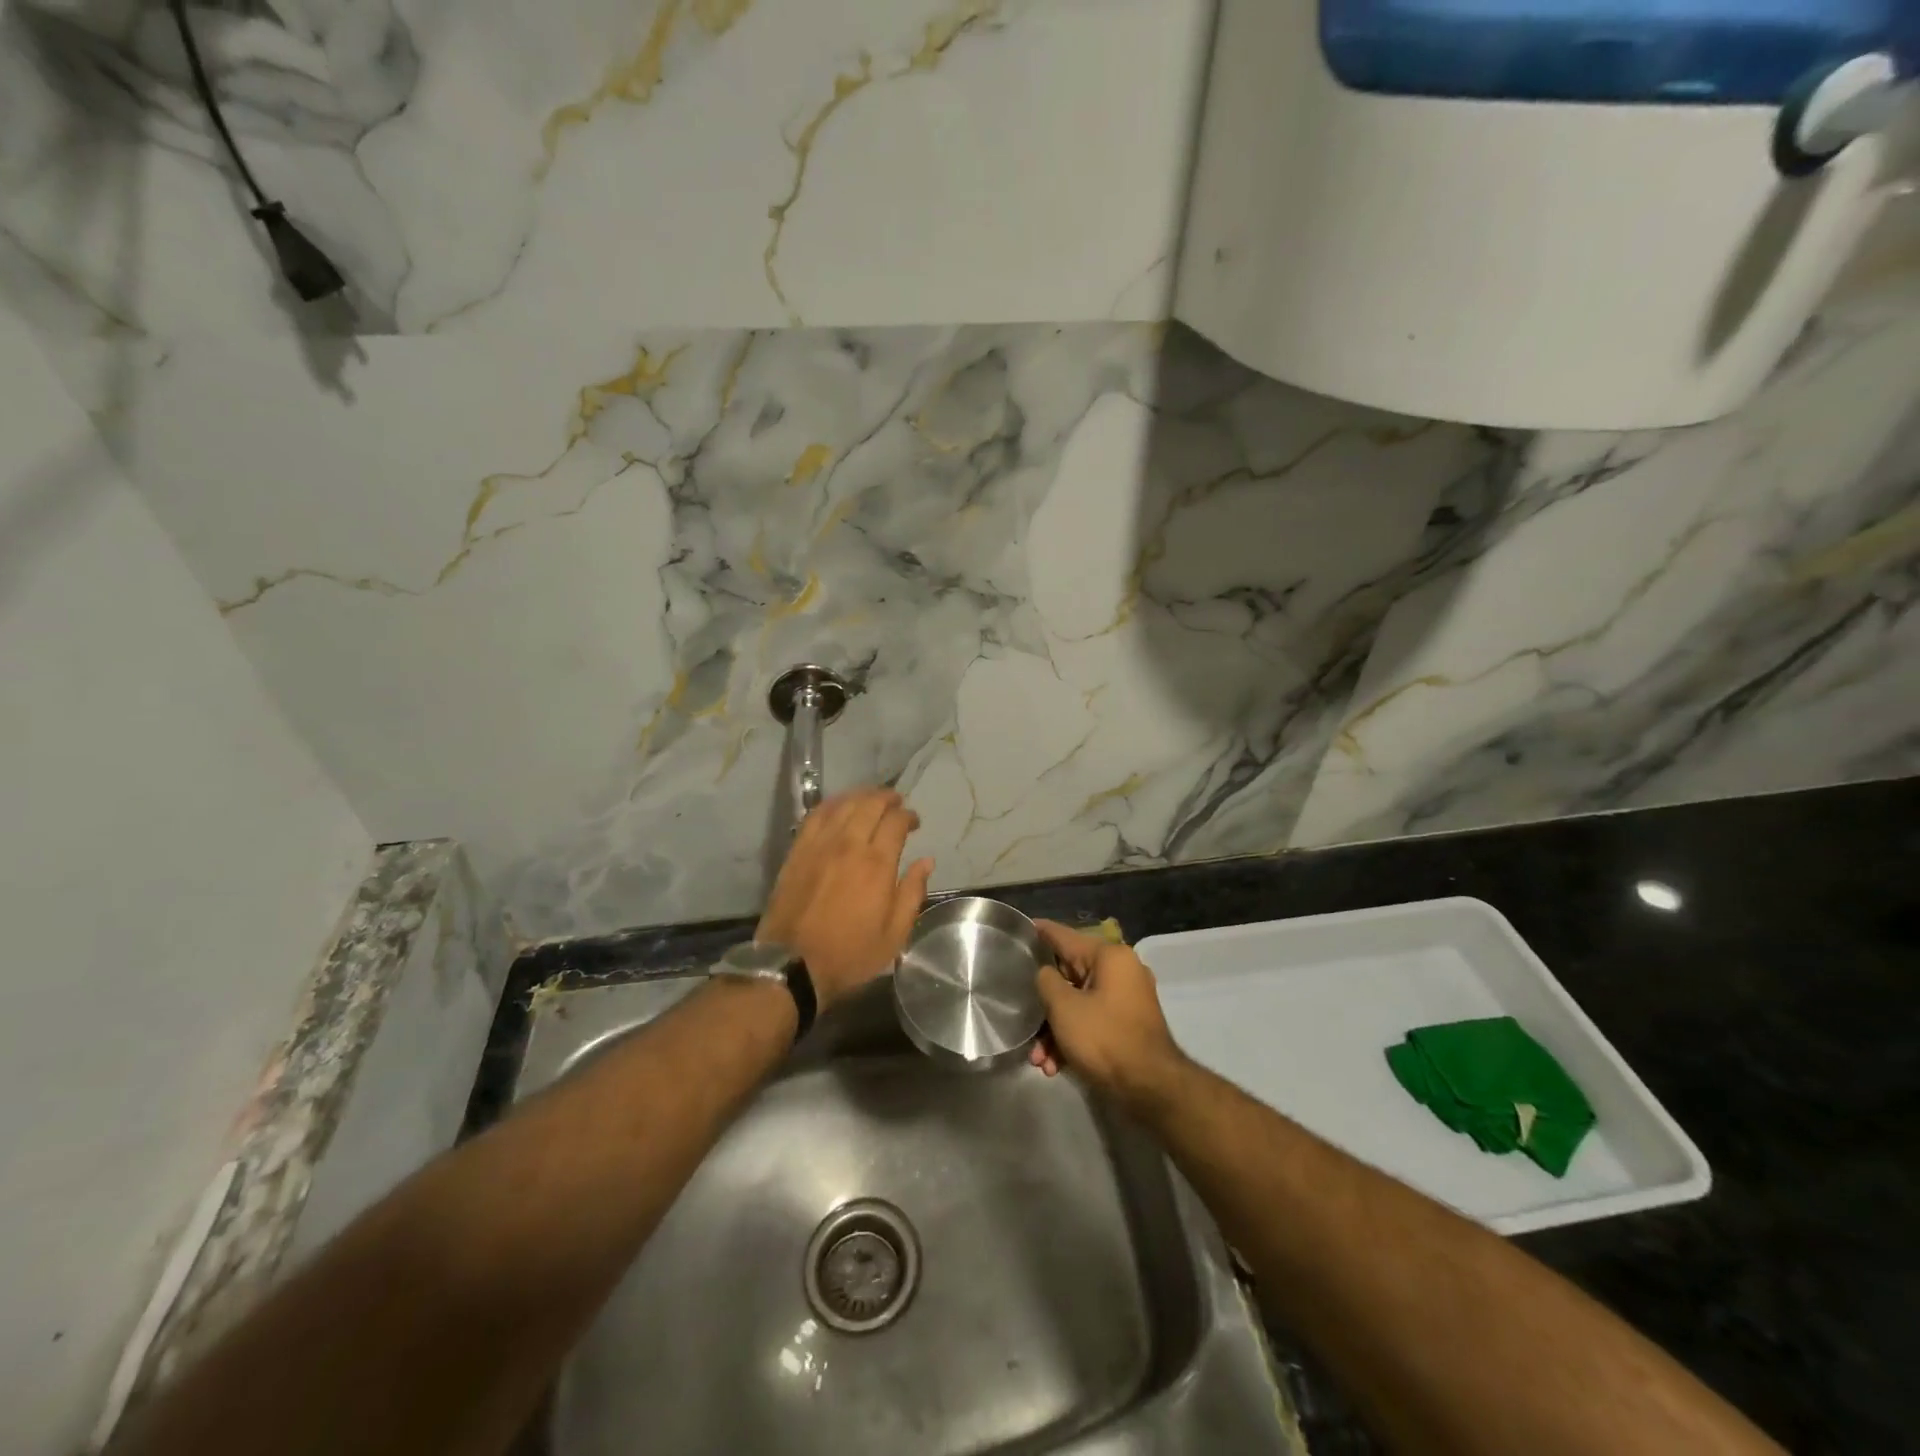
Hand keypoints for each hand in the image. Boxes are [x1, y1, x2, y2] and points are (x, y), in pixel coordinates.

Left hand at [757, 787, 933, 1009]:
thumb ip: (912, 893)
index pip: (896, 821)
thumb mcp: (894, 935)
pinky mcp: (798, 850)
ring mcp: (820, 845)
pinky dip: (832, 804)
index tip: (914, 823)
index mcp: (877, 864)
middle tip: (896, 803)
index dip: (908, 816)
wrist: (792, 965)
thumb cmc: (850, 954)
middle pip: (870, 804)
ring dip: (861, 796)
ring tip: (871, 799)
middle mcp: (849, 844)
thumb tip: (927, 861)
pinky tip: (839, 806)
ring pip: (843, 804)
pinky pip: (816, 815)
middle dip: (887, 798)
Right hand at [1030, 919, 1186, 1115]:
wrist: (1150, 1088)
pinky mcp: (1128, 1025)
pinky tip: (1055, 1066)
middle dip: (1044, 1004)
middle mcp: (1122, 971)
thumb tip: (1046, 974)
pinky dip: (1073, 1039)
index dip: (1042, 932)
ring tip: (1039, 1060)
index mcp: (1110, 956)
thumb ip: (1047, 981)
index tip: (1023, 926)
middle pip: (1070, 976)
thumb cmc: (1104, 1038)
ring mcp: (1127, 999)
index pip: (1066, 936)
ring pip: (1079, 1003)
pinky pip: (1092, 1021)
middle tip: (1023, 1017)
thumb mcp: (1064, 1007)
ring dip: (1055, 1030)